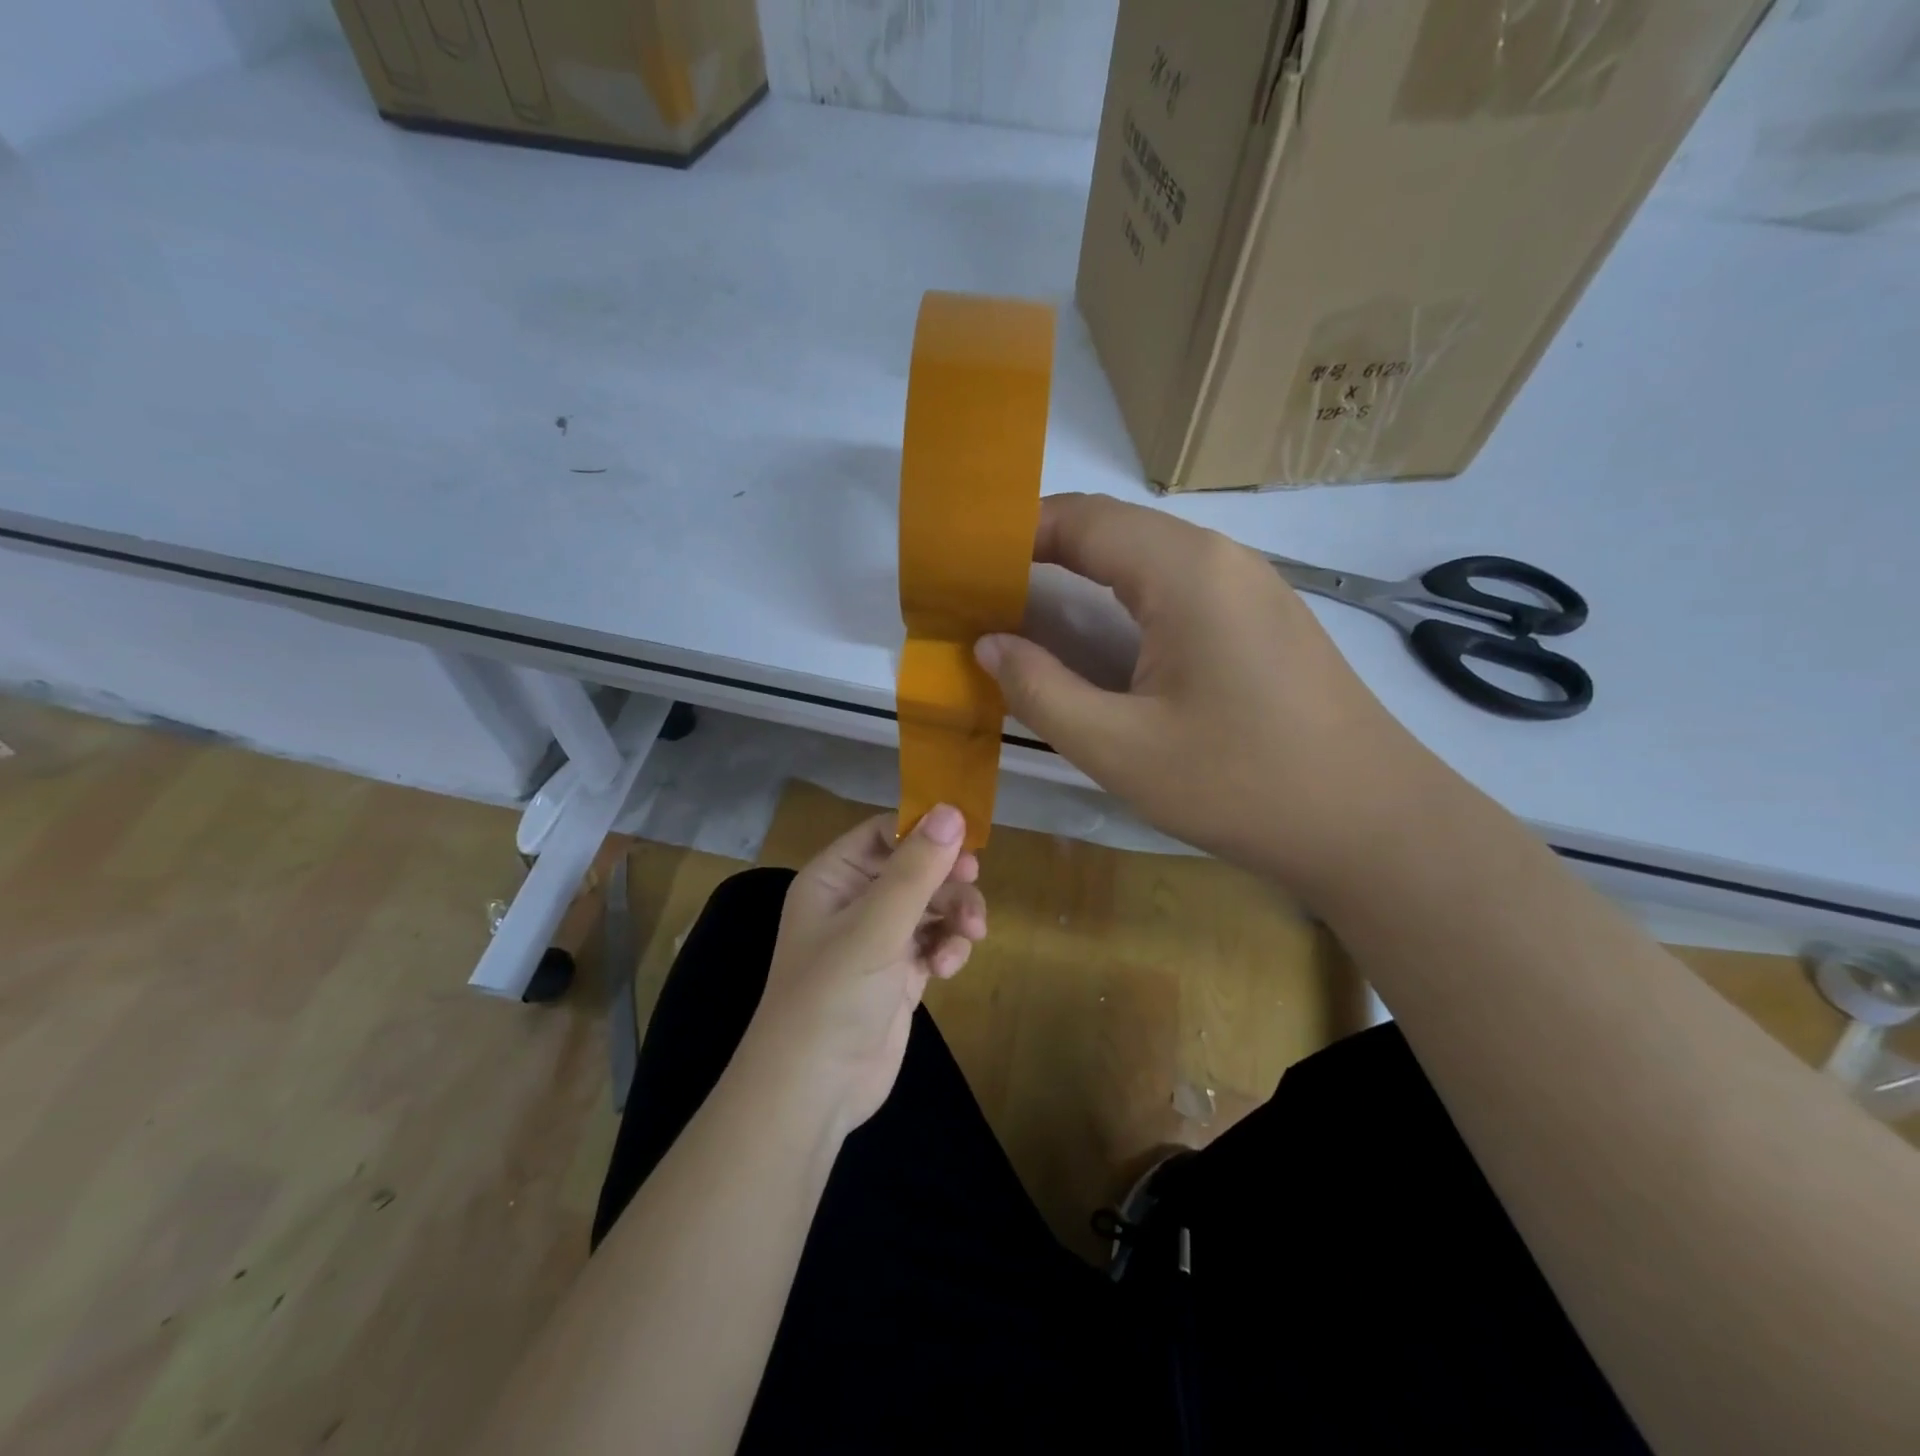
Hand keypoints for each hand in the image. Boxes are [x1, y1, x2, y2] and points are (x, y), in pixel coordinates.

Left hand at [742, 806, 986, 1138]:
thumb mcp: (876, 926)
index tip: (967, 838)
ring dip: (955, 914)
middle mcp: (854, 902)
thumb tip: (952, 811)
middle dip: (947, 878)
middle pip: (915, 868)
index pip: (884, 833)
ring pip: (931, 905)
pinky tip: (946, 968)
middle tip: (972, 881)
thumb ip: (916, 869)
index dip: (924, 831)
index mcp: (834, 878)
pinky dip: (947, 948)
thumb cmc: (833, 996)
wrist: (814, 1092)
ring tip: (970, 935)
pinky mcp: (899, 974)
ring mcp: (878, 940)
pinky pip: (934, 941)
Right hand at [975, 493, 1427, 900]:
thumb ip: (1041, 689)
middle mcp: (1222, 558)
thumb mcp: (1119, 747)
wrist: (1371, 825)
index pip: (1081, 519)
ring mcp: (1252, 585)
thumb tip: (990, 644)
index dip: (1015, 533)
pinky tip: (1105, 645)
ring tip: (1031, 618)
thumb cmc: (1239, 784)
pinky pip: (1180, 588)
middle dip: (1043, 554)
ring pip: (1149, 558)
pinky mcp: (1265, 619)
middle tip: (986, 597)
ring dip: (1086, 578)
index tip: (965, 567)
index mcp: (1184, 571)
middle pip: (1115, 530)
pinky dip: (1126, 602)